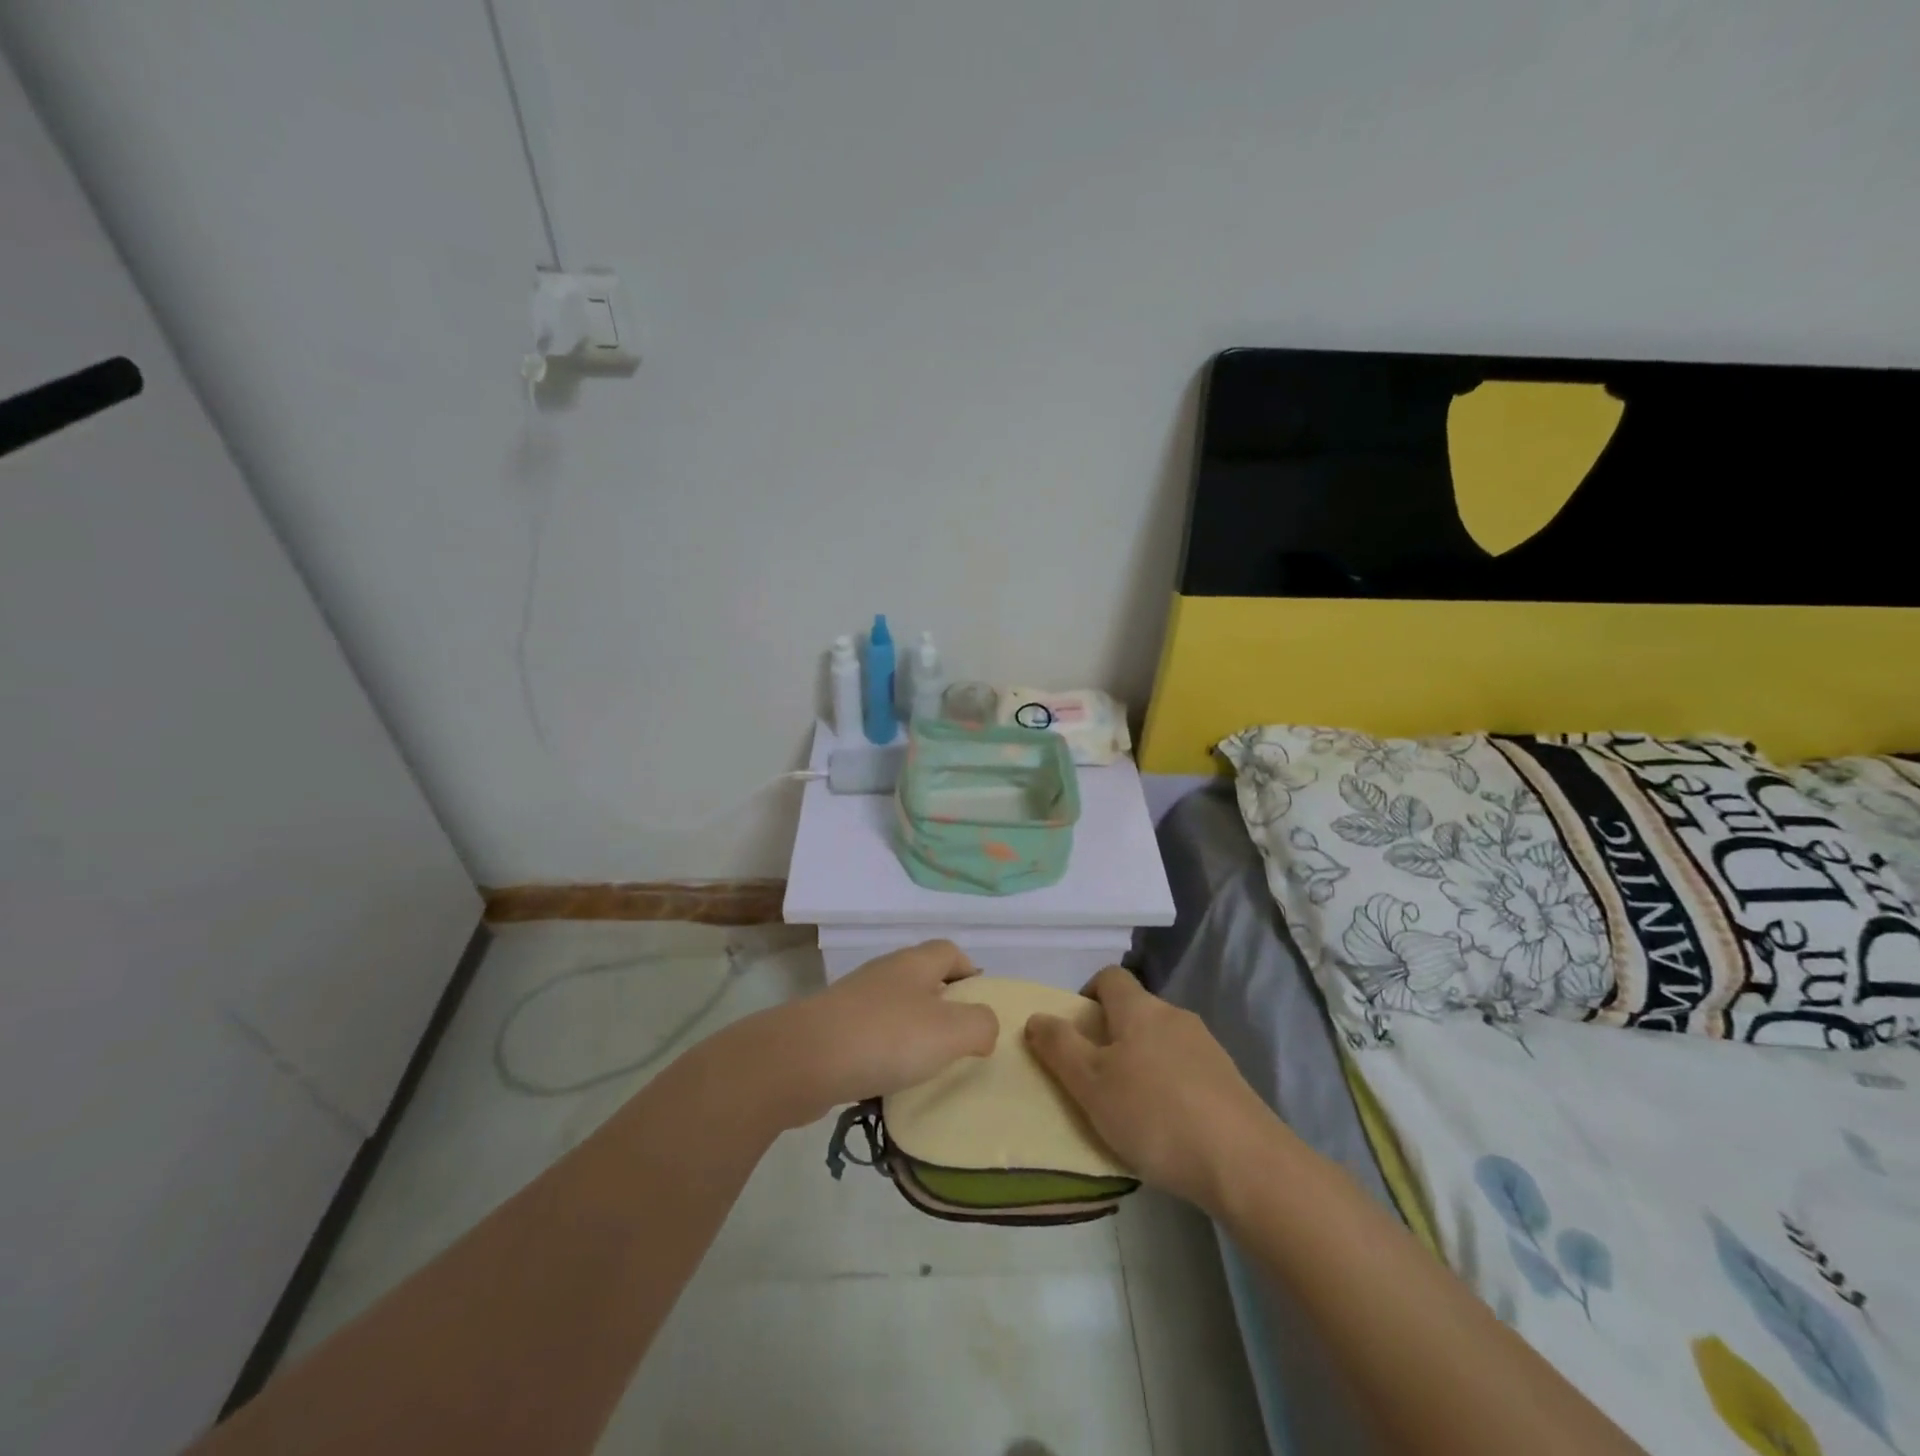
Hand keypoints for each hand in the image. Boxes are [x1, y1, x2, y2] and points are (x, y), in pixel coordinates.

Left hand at [756, 940, 999, 1128]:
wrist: (802, 1060)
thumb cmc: (885, 1037)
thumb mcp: (950, 1031)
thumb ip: (980, 1025)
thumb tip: (984, 1027)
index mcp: (914, 963)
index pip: (950, 951)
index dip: (970, 972)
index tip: (981, 1005)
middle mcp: (883, 973)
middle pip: (922, 978)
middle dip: (942, 1006)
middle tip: (958, 1041)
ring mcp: (852, 1000)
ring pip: (894, 1008)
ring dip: (911, 1032)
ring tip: (925, 1066)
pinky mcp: (830, 1029)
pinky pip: (868, 1035)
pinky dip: (883, 1053)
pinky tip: (887, 1080)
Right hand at [1026, 967, 1281, 1212]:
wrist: (1245, 1164)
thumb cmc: (1155, 1115)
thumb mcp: (1091, 1084)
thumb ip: (1059, 1047)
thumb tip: (1037, 1017)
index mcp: (1139, 1009)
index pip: (1109, 977)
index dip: (1087, 995)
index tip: (1075, 1032)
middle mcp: (1174, 1015)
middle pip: (1135, 1010)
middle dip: (1111, 1035)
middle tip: (1095, 1078)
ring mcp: (1207, 1046)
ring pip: (1161, 1040)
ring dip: (1141, 1061)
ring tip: (1130, 1108)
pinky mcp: (1228, 1079)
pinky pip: (1186, 1068)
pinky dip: (1169, 1084)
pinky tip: (1167, 1126)